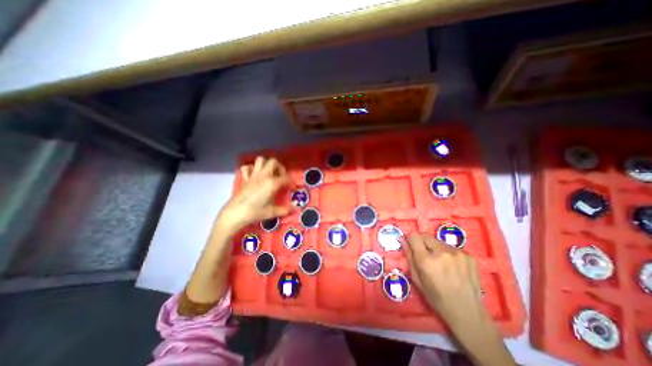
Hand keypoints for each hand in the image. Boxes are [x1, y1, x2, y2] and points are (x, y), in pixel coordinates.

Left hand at [215, 155, 292, 230]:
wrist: (236, 213)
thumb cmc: (255, 212)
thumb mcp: (272, 212)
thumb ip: (284, 210)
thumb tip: (293, 209)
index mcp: (272, 183)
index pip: (286, 178)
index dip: (290, 181)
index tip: (291, 186)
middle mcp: (263, 176)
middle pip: (273, 162)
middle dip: (279, 167)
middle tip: (281, 176)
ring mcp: (253, 175)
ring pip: (260, 160)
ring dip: (266, 164)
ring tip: (269, 173)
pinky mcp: (245, 178)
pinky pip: (247, 167)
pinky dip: (251, 168)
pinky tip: (254, 175)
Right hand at [400, 234, 486, 331]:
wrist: (467, 311)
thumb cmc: (436, 297)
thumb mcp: (417, 279)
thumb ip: (409, 256)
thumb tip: (402, 239)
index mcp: (426, 260)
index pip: (414, 236)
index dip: (410, 238)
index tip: (411, 244)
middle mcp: (441, 252)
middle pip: (426, 235)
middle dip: (422, 242)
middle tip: (425, 254)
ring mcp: (457, 253)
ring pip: (439, 242)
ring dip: (436, 248)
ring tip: (441, 263)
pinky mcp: (469, 255)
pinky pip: (452, 248)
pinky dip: (449, 254)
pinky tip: (453, 267)